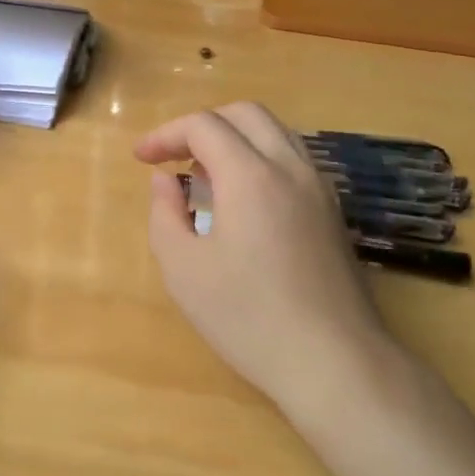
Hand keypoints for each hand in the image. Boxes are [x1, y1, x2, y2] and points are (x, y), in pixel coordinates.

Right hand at [137, 103, 393, 424]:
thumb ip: (165, 213)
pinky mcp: (332, 212)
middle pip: (245, 114)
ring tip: (205, 177)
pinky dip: (259, 159)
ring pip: (275, 133)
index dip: (165, 134)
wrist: (333, 361)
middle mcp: (290, 168)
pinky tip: (241, 202)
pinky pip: (292, 160)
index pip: (204, 126)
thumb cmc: (247, 316)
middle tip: (173, 157)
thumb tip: (165, 180)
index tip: (141, 159)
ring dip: (234, 139)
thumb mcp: (183, 269)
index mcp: (250, 176)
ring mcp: (319, 188)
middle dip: (202, 125)